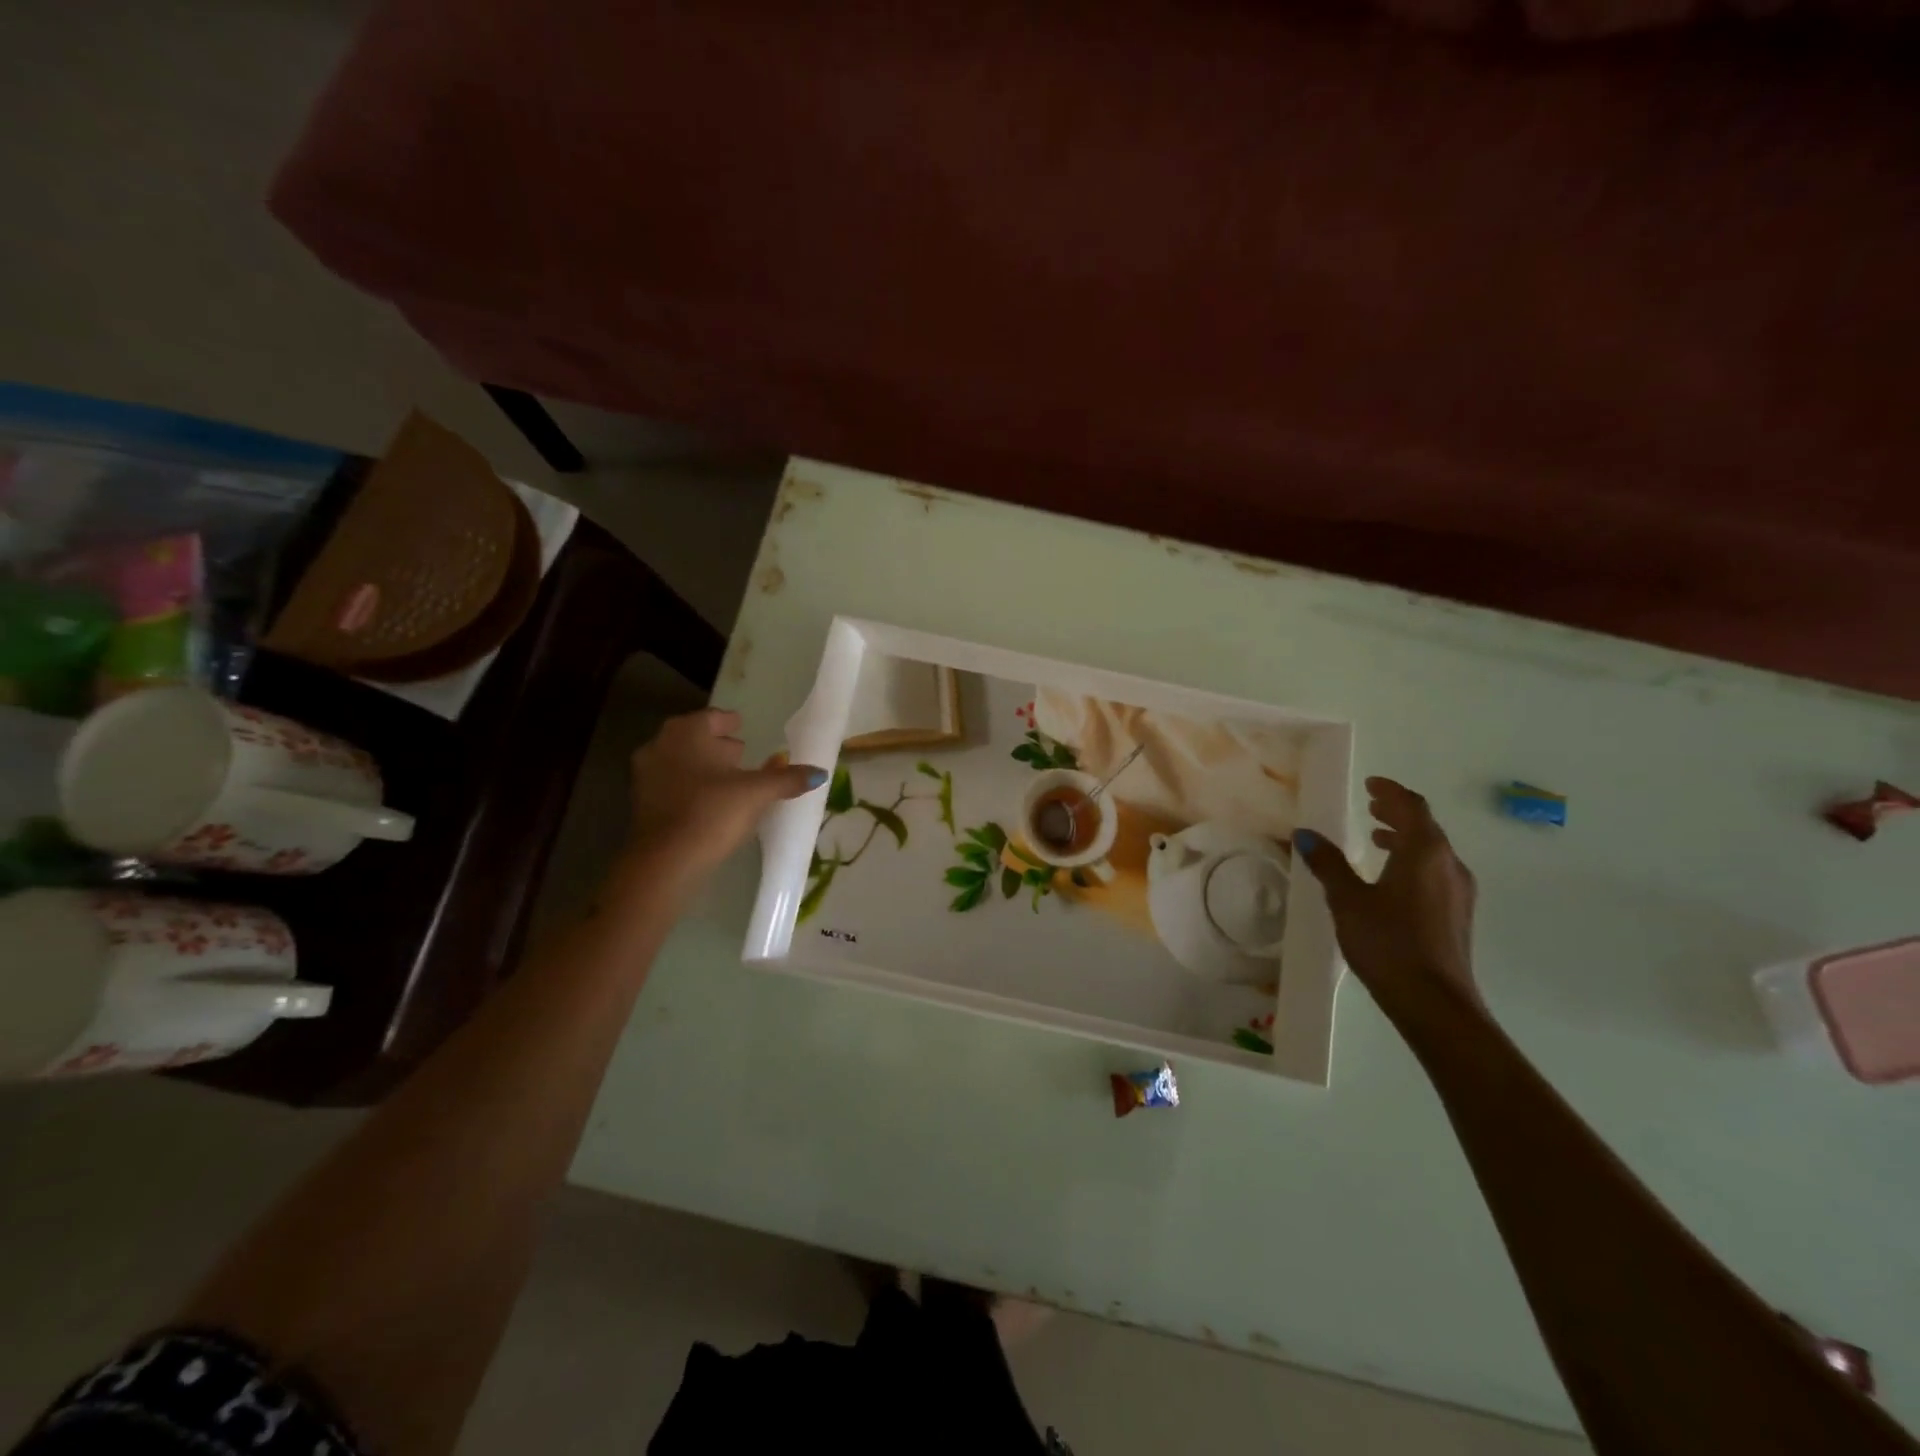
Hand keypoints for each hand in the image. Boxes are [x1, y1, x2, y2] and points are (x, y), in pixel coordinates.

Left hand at [625, 708, 825, 884]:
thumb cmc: (712, 813)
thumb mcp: (757, 793)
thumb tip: (820, 772)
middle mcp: (660, 746)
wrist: (664, 862)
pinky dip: (690, 787)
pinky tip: (709, 802)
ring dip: (702, 766)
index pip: (712, 718)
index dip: (729, 722)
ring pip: (680, 761)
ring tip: (728, 778)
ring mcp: (646, 775)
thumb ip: (787, 779)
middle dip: (715, 744)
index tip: (741, 726)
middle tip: (739, 752)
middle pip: (693, 738)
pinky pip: (671, 785)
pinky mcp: (642, 804)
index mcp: (687, 733)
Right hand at [1293, 778, 1480, 1011]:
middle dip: (1397, 813)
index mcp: (1425, 852)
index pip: (1412, 807)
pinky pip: (1435, 872)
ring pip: (1432, 851)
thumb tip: (1305, 834)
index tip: (1371, 784)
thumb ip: (1328, 864)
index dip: (1391, 792)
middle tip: (1371, 806)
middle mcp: (1449, 865)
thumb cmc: (1388, 943)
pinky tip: (1391, 879)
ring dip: (1405, 839)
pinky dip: (1413, 861)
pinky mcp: (1457, 915)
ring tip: (1376, 839)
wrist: (1434, 1003)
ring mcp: (1459, 892)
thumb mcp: (1348, 900)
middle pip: (1426, 827)